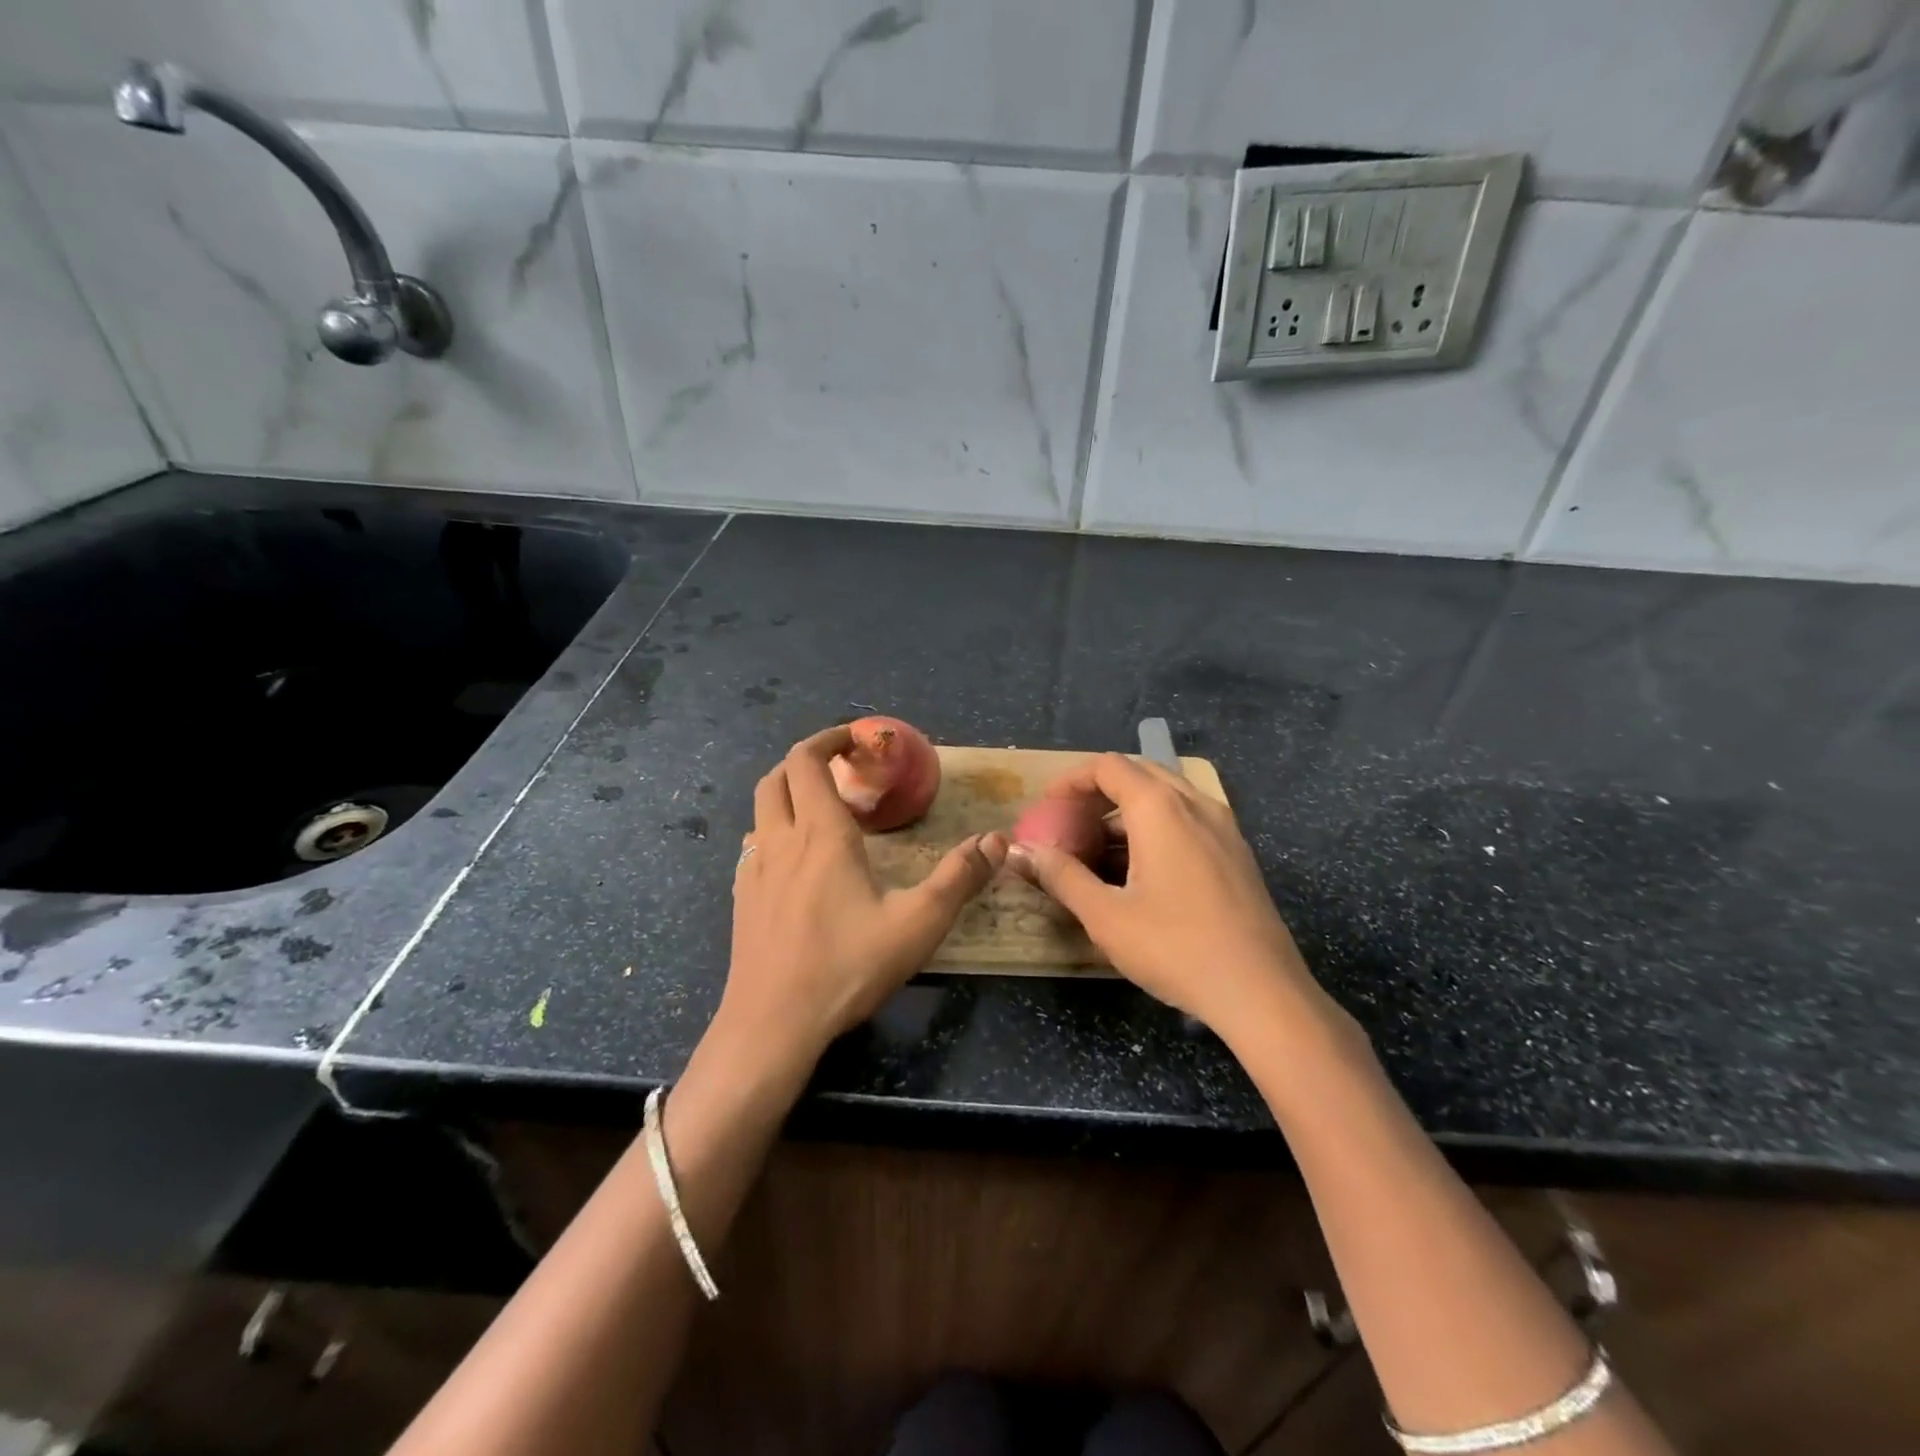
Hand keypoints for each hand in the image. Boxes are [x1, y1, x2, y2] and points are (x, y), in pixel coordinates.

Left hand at [723, 725, 1006, 1069]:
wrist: (771, 1025)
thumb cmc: (846, 968)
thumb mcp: (917, 924)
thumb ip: (959, 878)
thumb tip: (996, 839)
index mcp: (821, 836)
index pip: (808, 761)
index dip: (828, 739)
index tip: (857, 740)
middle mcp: (780, 842)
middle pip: (777, 777)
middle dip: (806, 760)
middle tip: (841, 769)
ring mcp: (753, 871)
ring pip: (761, 810)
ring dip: (788, 795)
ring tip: (823, 812)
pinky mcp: (741, 900)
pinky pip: (754, 846)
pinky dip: (775, 832)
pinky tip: (797, 864)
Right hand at [1007, 753, 1317, 1032]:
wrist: (1262, 992)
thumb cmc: (1176, 947)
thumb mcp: (1106, 915)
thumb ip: (1061, 876)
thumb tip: (1021, 853)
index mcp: (1160, 808)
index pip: (1108, 766)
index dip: (1072, 780)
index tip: (1048, 806)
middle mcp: (1195, 804)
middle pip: (1139, 773)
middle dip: (1100, 790)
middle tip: (1071, 820)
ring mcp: (1223, 827)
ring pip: (1167, 796)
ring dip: (1128, 809)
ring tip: (1099, 847)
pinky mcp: (1237, 853)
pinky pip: (1188, 819)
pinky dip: (1156, 826)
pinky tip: (1141, 869)